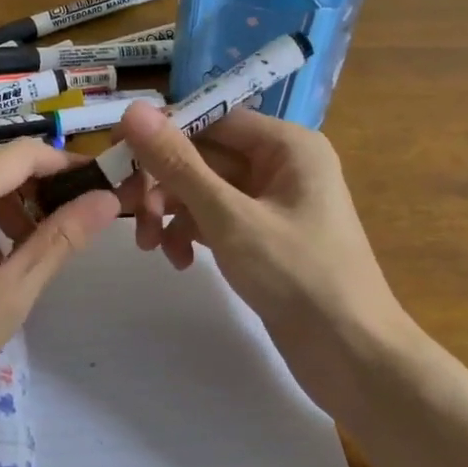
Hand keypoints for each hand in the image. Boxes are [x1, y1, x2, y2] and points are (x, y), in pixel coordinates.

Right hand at [114, 101, 414, 407]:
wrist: (352, 356)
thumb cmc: (298, 276)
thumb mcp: (229, 218)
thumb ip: (178, 164)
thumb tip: (134, 109)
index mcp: (286, 145)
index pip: (210, 118)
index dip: (161, 132)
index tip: (115, 152)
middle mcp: (280, 164)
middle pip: (203, 155)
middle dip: (163, 184)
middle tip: (126, 211)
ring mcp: (271, 202)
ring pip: (203, 190)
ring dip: (171, 212)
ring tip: (151, 246)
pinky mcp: (262, 236)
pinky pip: (215, 219)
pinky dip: (192, 234)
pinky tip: (180, 261)